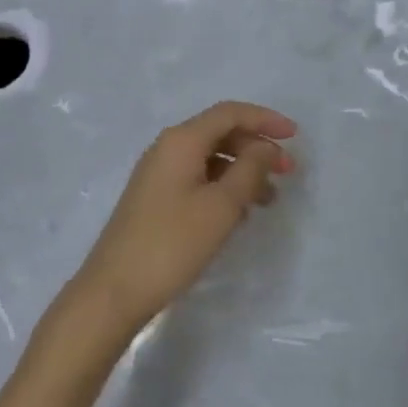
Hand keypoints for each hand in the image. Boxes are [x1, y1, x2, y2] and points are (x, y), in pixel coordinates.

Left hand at [69, 101, 297, 336]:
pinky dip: (224, 187)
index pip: (230, 113)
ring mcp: (159, 174)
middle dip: (257, 148)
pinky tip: (240, 214)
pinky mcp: (155, 198)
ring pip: (211, 158)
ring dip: (243, 171)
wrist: (112, 293)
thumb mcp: (221, 206)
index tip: (295, 136)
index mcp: (182, 140)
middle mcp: (168, 148)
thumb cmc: (171, 244)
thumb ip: (249, 170)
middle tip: (287, 172)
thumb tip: (264, 148)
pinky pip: (199, 178)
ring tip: (269, 200)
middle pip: (221, 133)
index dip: (265, 119)